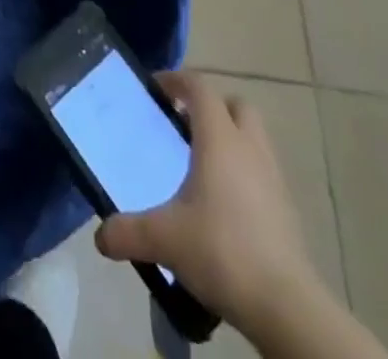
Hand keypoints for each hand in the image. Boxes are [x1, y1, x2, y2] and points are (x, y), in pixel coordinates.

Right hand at [95, 72, 325, 335]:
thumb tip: (100, 236)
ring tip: (204, 164)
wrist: (286, 306)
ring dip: (231, 138)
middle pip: (235, 105)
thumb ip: (128, 231)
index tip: (155, 88)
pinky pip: (263, 171)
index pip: (199, 88)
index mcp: (219, 139)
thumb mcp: (164, 239)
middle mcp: (249, 147)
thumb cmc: (222, 251)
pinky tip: (226, 203)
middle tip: (184, 124)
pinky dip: (245, 172)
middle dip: (211, 107)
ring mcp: (274, 177)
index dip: (176, 80)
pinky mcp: (288, 208)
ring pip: (254, 137)